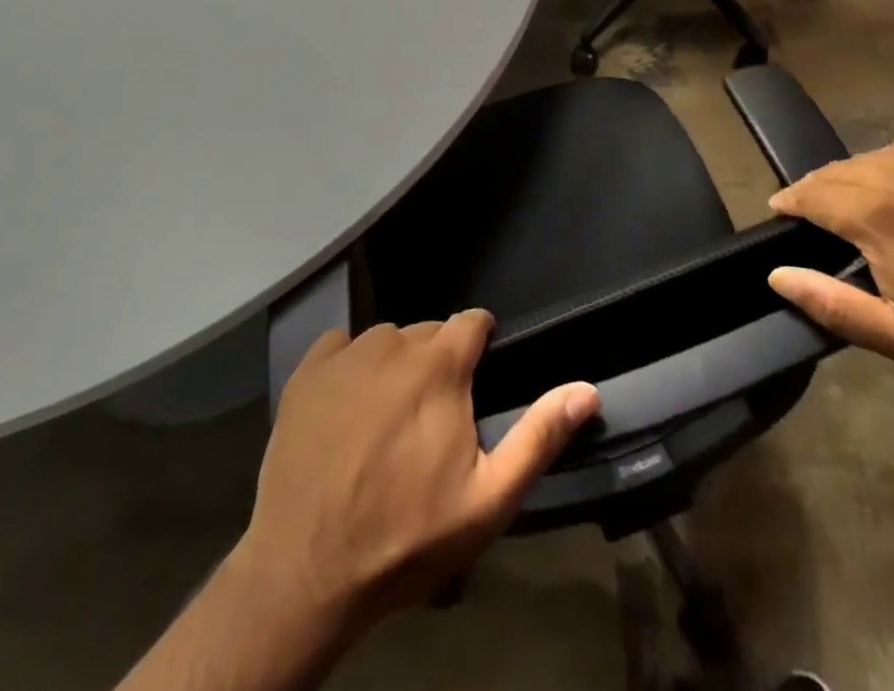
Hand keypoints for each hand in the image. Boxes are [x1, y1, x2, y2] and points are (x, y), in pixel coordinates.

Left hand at [243, 312, 598, 634]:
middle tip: (432, 416)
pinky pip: (342, 346)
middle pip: (429, 332)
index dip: (481, 345)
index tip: (477, 381)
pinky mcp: (307, 370)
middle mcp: (394, 341)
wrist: (305, 571)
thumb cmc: (405, 536)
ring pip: (386, 339)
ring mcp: (346, 353)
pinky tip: (346, 409)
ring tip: (388, 417)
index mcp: (440, 363)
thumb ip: (539, 437)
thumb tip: (587, 389)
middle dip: (439, 362)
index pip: (473, 321)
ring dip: (396, 365)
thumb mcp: (488, 500)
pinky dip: (350, 366)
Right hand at [766, 141, 893, 371]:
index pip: (811, 194)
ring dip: (845, 177)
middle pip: (834, 172)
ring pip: (865, 159)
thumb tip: (776, 274)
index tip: (779, 212)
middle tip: (807, 212)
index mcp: (878, 214)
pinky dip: (882, 167)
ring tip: (843, 201)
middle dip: (813, 190)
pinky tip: (888, 187)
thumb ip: (830, 304)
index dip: (789, 202)